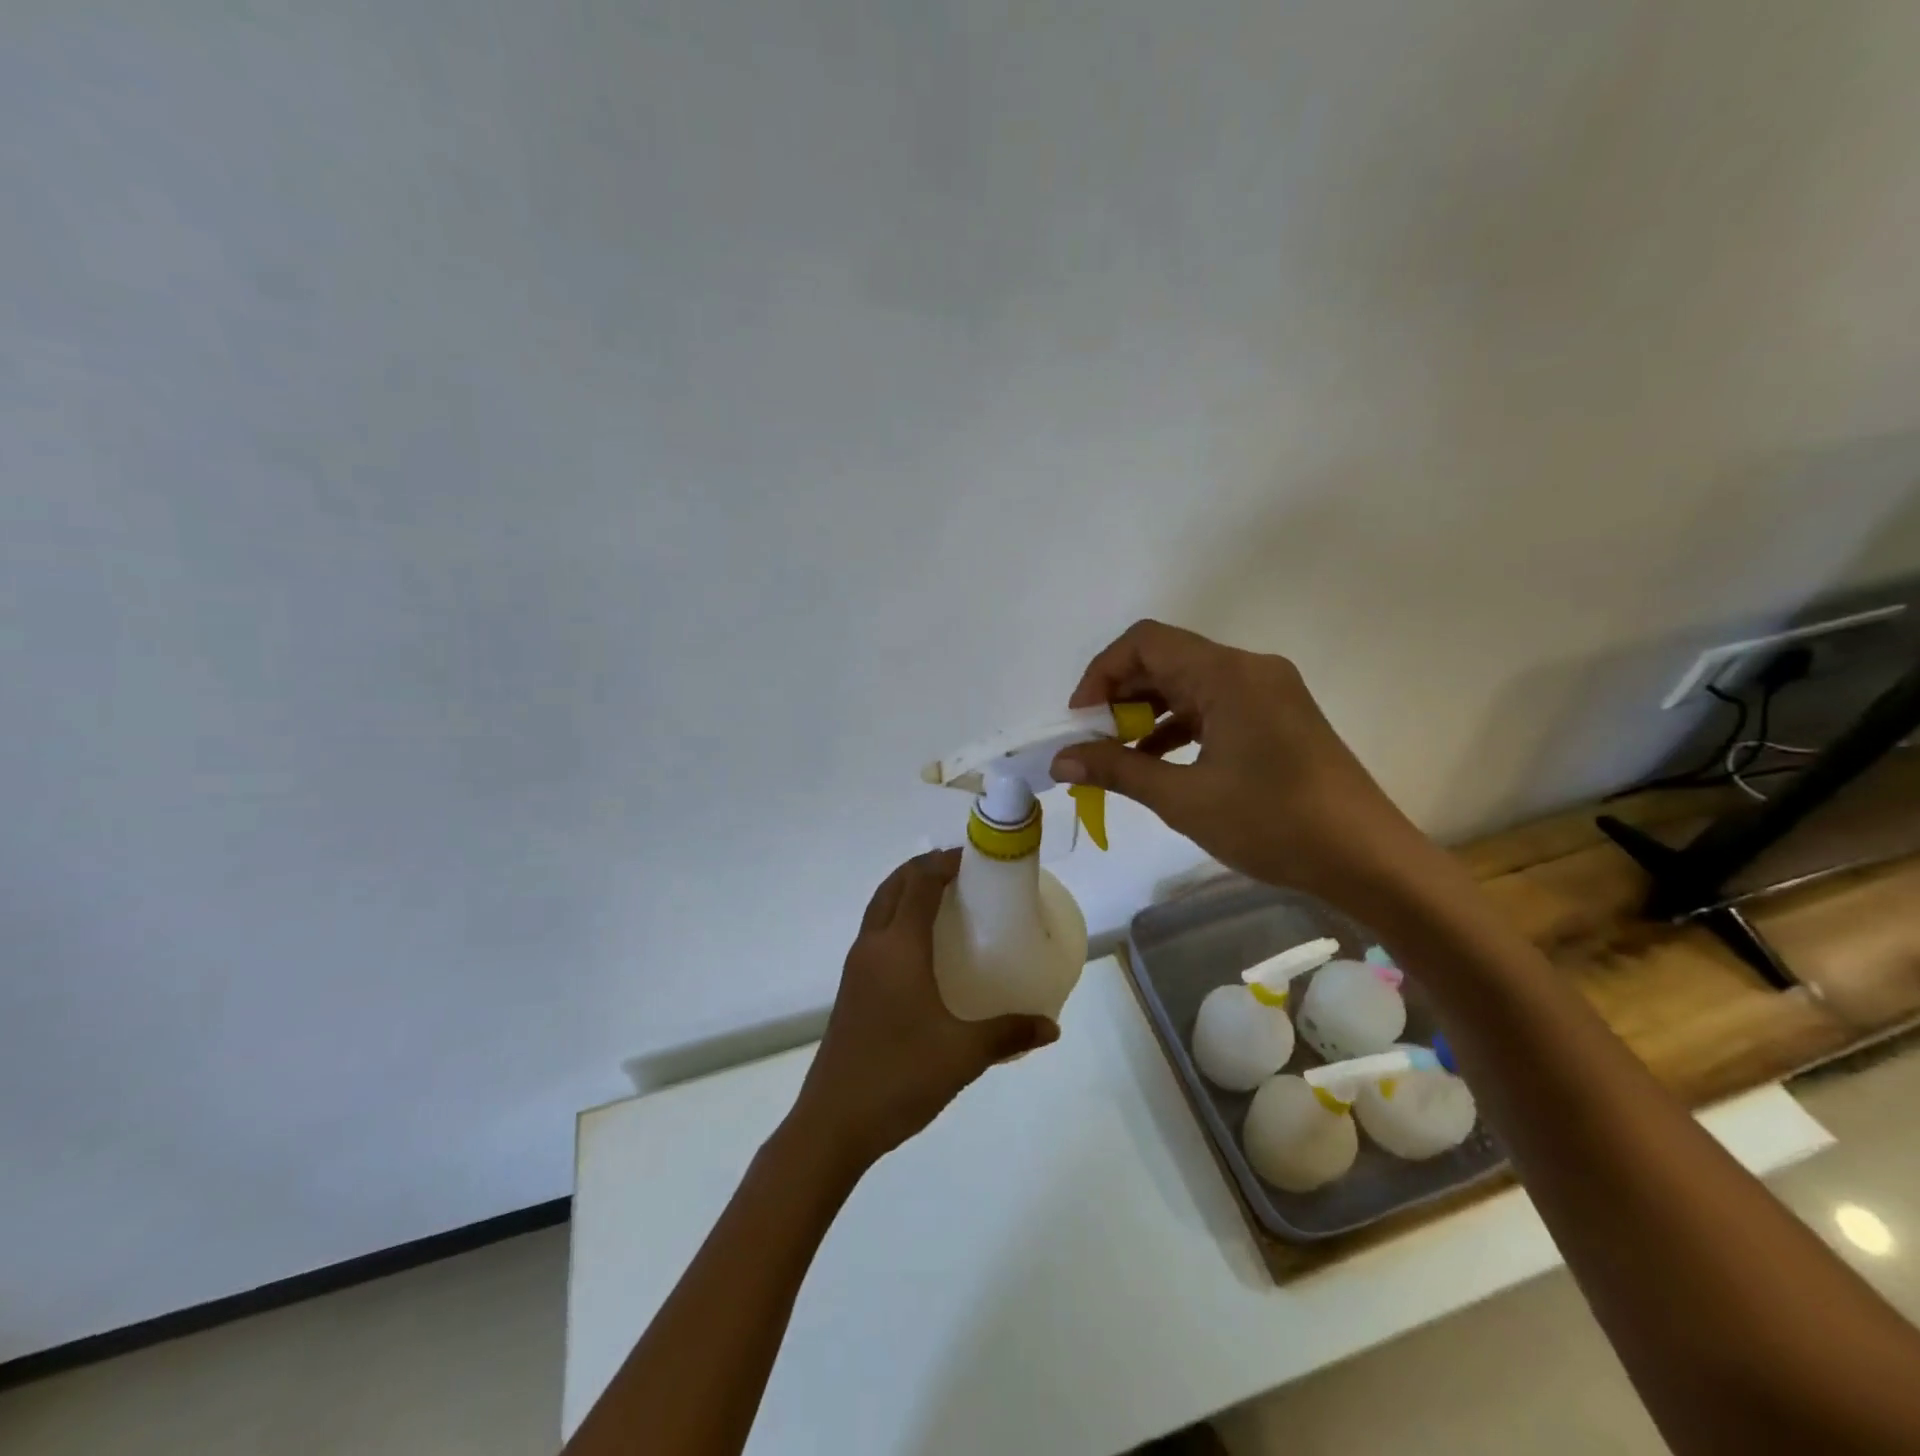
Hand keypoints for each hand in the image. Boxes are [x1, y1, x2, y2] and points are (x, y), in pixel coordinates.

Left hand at [790, 851, 1057, 1170]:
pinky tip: (920, 949)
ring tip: (942, 900)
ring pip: (879, 909)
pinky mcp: (851, 990)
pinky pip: (875, 934)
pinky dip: (896, 919)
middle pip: (893, 886)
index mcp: (898, 948)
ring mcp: (856, 968)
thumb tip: (1051, 1027)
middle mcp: (872, 947)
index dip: (944, 863)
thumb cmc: (899, 1075)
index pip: (919, 884)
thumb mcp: (963, 1054)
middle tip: (960, 871)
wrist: (833, 1122)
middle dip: (923, 869)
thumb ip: (1009, 1034)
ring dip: (905, 892)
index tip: (973, 858)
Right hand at [1050, 620, 1430, 912]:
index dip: (1102, 672)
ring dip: (1148, 713)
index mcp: (1228, 675)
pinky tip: (1157, 762)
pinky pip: (1214, 707)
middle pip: (1166, 659)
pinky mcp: (1278, 718)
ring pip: (1189, 684)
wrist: (1368, 860)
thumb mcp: (1184, 798)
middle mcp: (1249, 670)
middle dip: (1121, 696)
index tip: (1080, 720)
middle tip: (1092, 741)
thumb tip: (1060, 760)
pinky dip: (1179, 727)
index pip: (1146, 642)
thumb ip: (1117, 770)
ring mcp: (1268, 693)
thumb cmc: (1273, 824)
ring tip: (1117, 755)